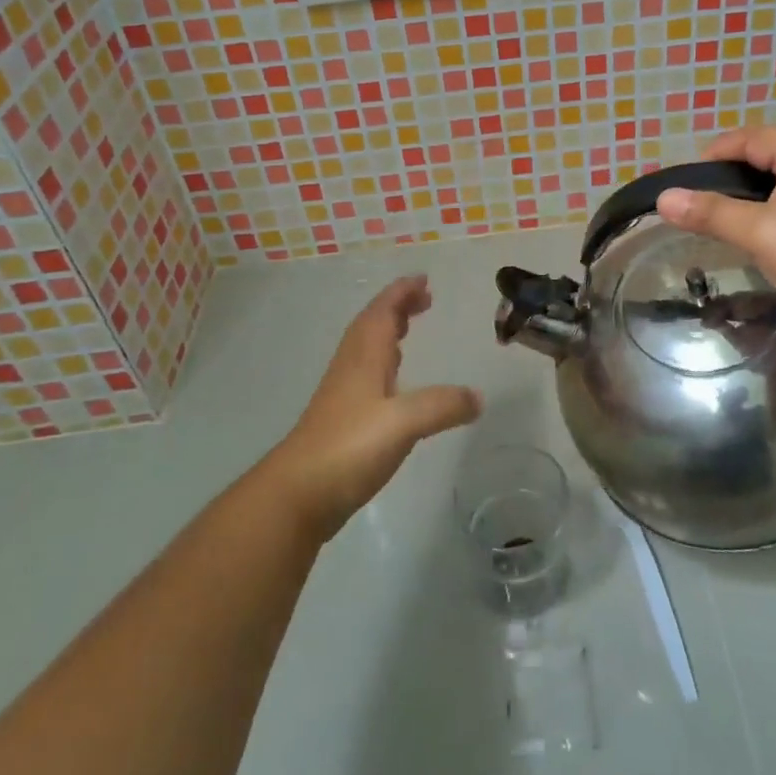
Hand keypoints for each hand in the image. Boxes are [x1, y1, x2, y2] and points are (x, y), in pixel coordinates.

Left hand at [260, 275, 480, 541]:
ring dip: (388, 332)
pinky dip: (384, 363)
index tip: (423, 279)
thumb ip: (442, 406)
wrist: (297, 495)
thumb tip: (478, 397)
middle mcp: (352, 367)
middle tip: (423, 299)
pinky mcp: (342, 420)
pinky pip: (366, 374)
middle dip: (397, 307)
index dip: (401, 292)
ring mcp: (343, 394)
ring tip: (409, 329)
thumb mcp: (404, 423)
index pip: (382, 311)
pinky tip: (394, 384)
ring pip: (367, 349)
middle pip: (373, 325)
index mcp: (364, 357)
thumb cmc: (349, 447)